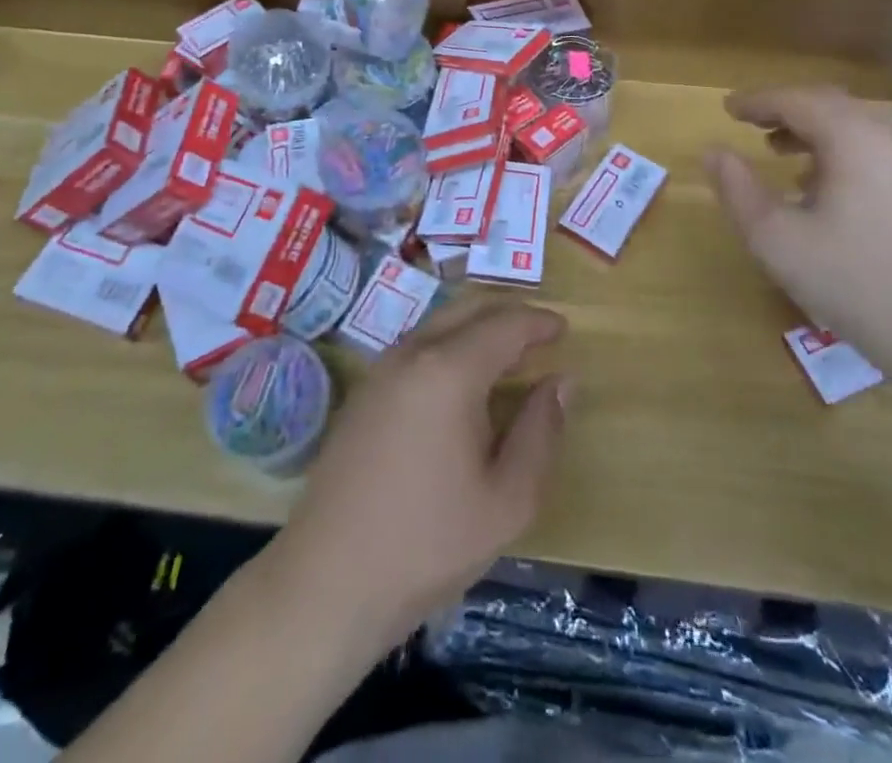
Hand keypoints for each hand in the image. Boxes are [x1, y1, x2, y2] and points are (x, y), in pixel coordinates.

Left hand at [275, 300, 568, 647]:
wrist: (327, 582)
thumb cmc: (427, 544)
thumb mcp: (507, 500)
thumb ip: (541, 432)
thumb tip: (561, 381)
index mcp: (449, 370)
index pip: (505, 324)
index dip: (539, 322)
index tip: (565, 329)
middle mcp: (412, 353)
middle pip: (468, 310)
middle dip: (508, 315)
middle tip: (541, 336)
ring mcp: (381, 369)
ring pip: (439, 324)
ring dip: (477, 328)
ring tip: (508, 356)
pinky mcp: (363, 392)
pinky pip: (417, 346)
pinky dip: (450, 345)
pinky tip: (461, 382)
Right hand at [705, 86, 891, 379]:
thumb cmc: (856, 282)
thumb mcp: (778, 240)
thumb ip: (739, 191)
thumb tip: (713, 152)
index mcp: (854, 137)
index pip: (796, 100)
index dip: (757, 102)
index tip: (727, 108)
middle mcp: (889, 138)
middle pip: (829, 106)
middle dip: (786, 110)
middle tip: (750, 123)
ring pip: (854, 129)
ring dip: (812, 133)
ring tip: (777, 153)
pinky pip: (873, 153)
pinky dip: (838, 154)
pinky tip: (821, 190)